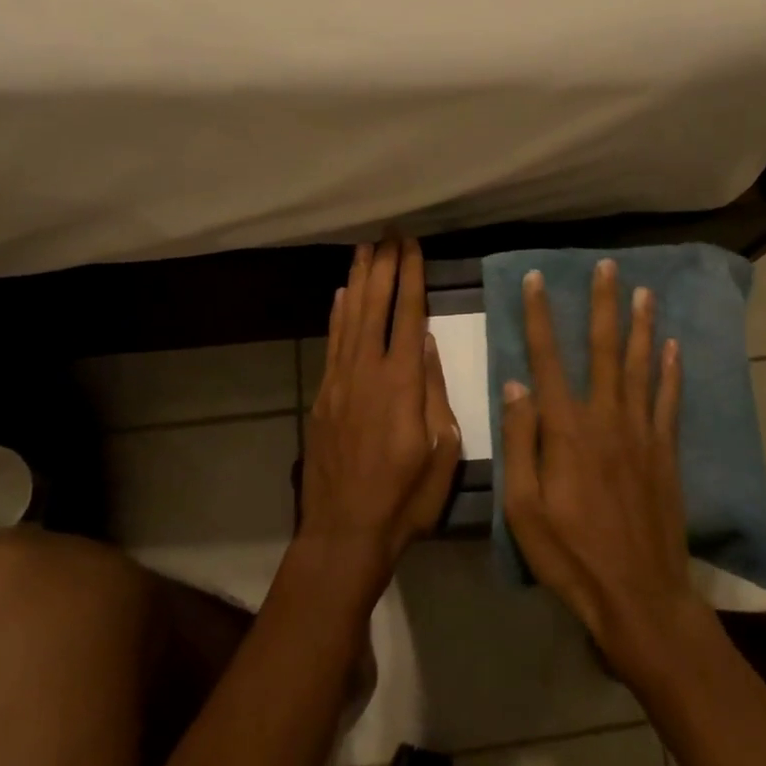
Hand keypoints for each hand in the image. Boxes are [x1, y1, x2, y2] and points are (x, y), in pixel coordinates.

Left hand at [298, 238, 460, 607]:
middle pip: (375, 306)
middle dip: (384, 266)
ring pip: (350, 318)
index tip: (413, 245)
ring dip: (359, 280)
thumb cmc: (406, 498)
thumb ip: (434, 390)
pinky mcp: (323, 396)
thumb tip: (425, 341)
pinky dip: (337, 316)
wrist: (345, 532)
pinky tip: (342, 295)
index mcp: (402, 383)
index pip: (408, 314)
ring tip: (364, 249)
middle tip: (389, 233)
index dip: (411, 276)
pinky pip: (332, 344)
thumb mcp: (441, 450)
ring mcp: (340, 382)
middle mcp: (367, 372)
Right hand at [501, 259, 707, 680]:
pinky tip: (675, 347)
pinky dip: (672, 371)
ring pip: (642, 366)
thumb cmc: (570, 555)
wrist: (639, 596)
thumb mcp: (523, 507)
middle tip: (607, 266)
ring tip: (644, 291)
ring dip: (642, 326)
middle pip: (604, 349)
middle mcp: (606, 417)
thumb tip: (516, 385)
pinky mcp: (665, 452)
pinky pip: (669, 401)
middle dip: (603, 304)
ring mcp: (641, 433)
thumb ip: (520, 442)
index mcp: (566, 429)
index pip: (548, 358)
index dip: (540, 316)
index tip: (537, 280)